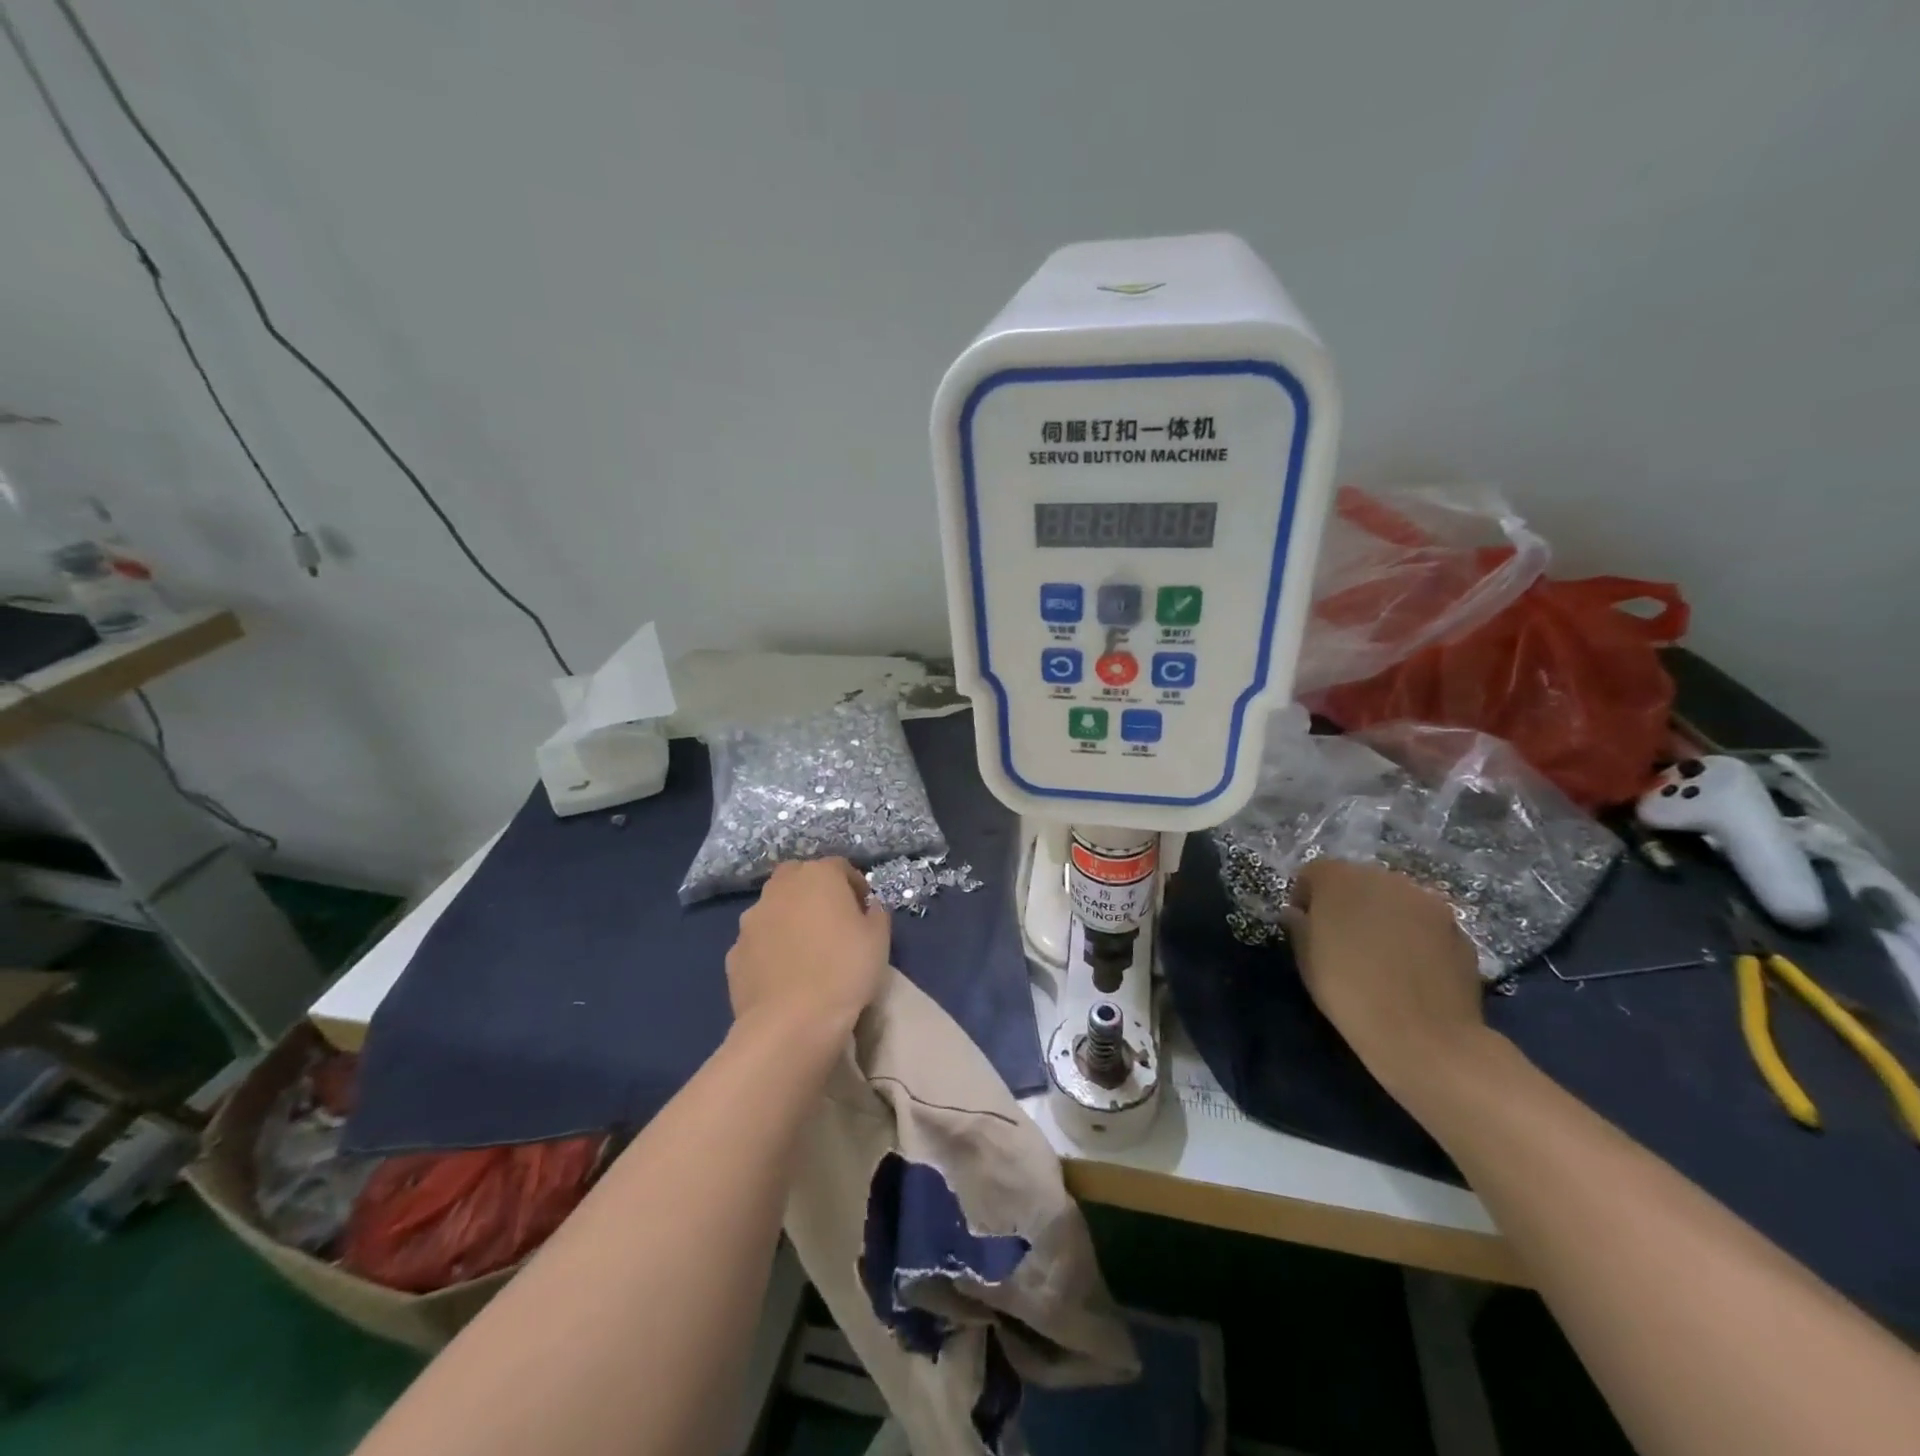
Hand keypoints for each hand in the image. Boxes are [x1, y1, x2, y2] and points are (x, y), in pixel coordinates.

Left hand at [726, 859, 891, 1040]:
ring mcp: (751, 920)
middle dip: (814, 891)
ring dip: (789, 917)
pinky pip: (758, 941)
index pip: (839, 866)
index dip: (854, 884)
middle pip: (798, 877)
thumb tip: (869, 908)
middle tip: (831, 920)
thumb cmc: (844, 971)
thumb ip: (876, 914)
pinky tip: (784, 973)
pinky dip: (770, 948)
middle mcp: (779, 889)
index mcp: (817, 876)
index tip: (864, 908)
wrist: (791, 1023)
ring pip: (773, 907)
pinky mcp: (734, 952)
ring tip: (805, 949)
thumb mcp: (879, 939)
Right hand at [1282, 859, 1488, 1096]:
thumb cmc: (1348, 991)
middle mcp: (1385, 878)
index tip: (1306, 926)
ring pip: (1394, 899)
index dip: (1306, 897)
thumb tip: (1298, 914)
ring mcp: (1427, 901)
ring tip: (1381, 955)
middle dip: (1347, 902)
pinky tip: (1411, 970)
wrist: (1423, 1035)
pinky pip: (1424, 923)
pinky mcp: (1457, 927)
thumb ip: (1299, 927)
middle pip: (1358, 880)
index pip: (1314, 872)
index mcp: (1340, 879)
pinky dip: (1414, 936)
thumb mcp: (1306, 960)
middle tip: (1343, 940)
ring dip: (1383, 916)